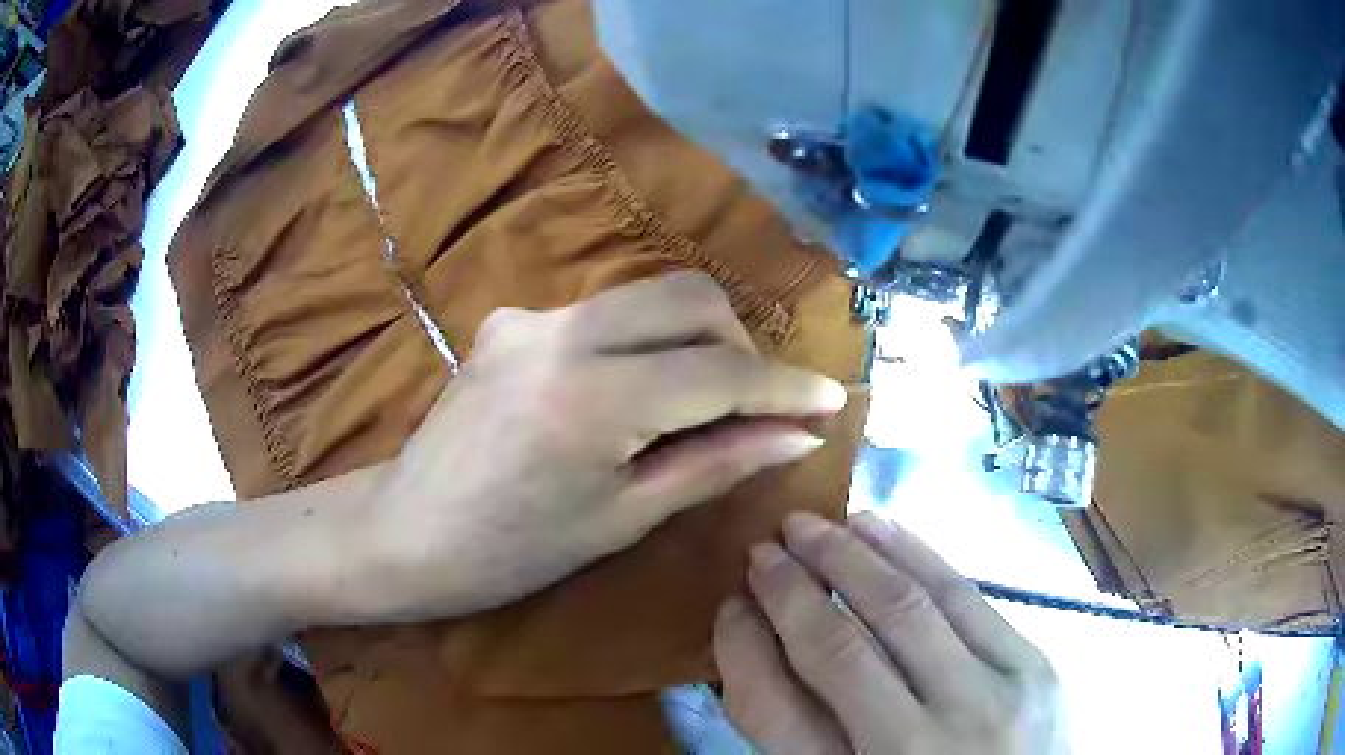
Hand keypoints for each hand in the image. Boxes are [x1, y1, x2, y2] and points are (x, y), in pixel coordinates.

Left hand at [360, 273, 848, 621]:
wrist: (404, 532)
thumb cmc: (511, 552)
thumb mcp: (624, 517)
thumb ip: (717, 463)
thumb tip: (798, 437)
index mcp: (590, 397)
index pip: (720, 370)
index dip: (785, 385)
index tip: (831, 399)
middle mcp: (560, 332)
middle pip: (690, 297)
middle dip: (742, 344)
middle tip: (757, 405)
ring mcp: (529, 316)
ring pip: (649, 296)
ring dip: (696, 338)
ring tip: (704, 402)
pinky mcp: (512, 319)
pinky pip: (606, 314)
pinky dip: (645, 343)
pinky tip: (636, 394)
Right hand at [714, 512, 1069, 753]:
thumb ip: (801, 733)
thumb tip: (761, 644)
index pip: (775, 711)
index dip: (743, 650)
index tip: (728, 606)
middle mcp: (919, 748)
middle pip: (840, 651)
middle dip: (791, 590)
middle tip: (762, 549)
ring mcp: (989, 701)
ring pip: (907, 607)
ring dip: (850, 557)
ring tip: (811, 525)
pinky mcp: (1033, 667)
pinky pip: (966, 595)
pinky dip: (916, 554)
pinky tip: (882, 529)